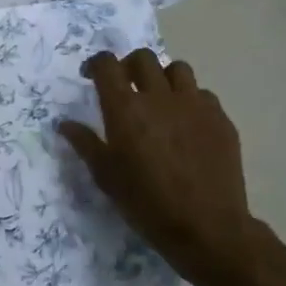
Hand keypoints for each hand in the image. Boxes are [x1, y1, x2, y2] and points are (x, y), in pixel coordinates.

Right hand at [57, 50, 276, 285]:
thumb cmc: (147, 204)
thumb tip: (64, 124)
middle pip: (143, 58)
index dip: (96, 64)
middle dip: (129, 66)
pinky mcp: (220, 118)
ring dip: (163, 77)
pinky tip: (187, 124)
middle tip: (125, 85)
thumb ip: (85, 144)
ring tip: (160, 99)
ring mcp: (194, 105)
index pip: (107, 64)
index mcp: (125, 109)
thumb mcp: (106, 177)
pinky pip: (203, 95)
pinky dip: (190, 101)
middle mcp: (159, 96)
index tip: (91, 76)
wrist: (207, 227)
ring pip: (177, 69)